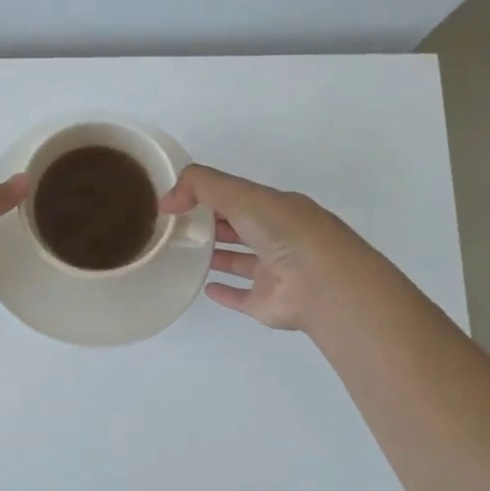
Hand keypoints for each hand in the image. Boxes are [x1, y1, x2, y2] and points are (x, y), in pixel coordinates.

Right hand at [160, 164, 372, 331]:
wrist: (322, 285)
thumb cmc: (285, 232)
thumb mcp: (242, 195)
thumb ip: (201, 187)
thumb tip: (167, 201)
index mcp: (277, 208)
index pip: (240, 197)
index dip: (210, 196)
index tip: (179, 200)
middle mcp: (278, 238)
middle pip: (240, 228)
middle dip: (214, 224)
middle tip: (177, 226)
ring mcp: (274, 272)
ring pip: (241, 261)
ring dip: (218, 255)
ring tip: (186, 253)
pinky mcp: (267, 303)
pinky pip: (241, 296)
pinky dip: (225, 292)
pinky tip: (206, 288)